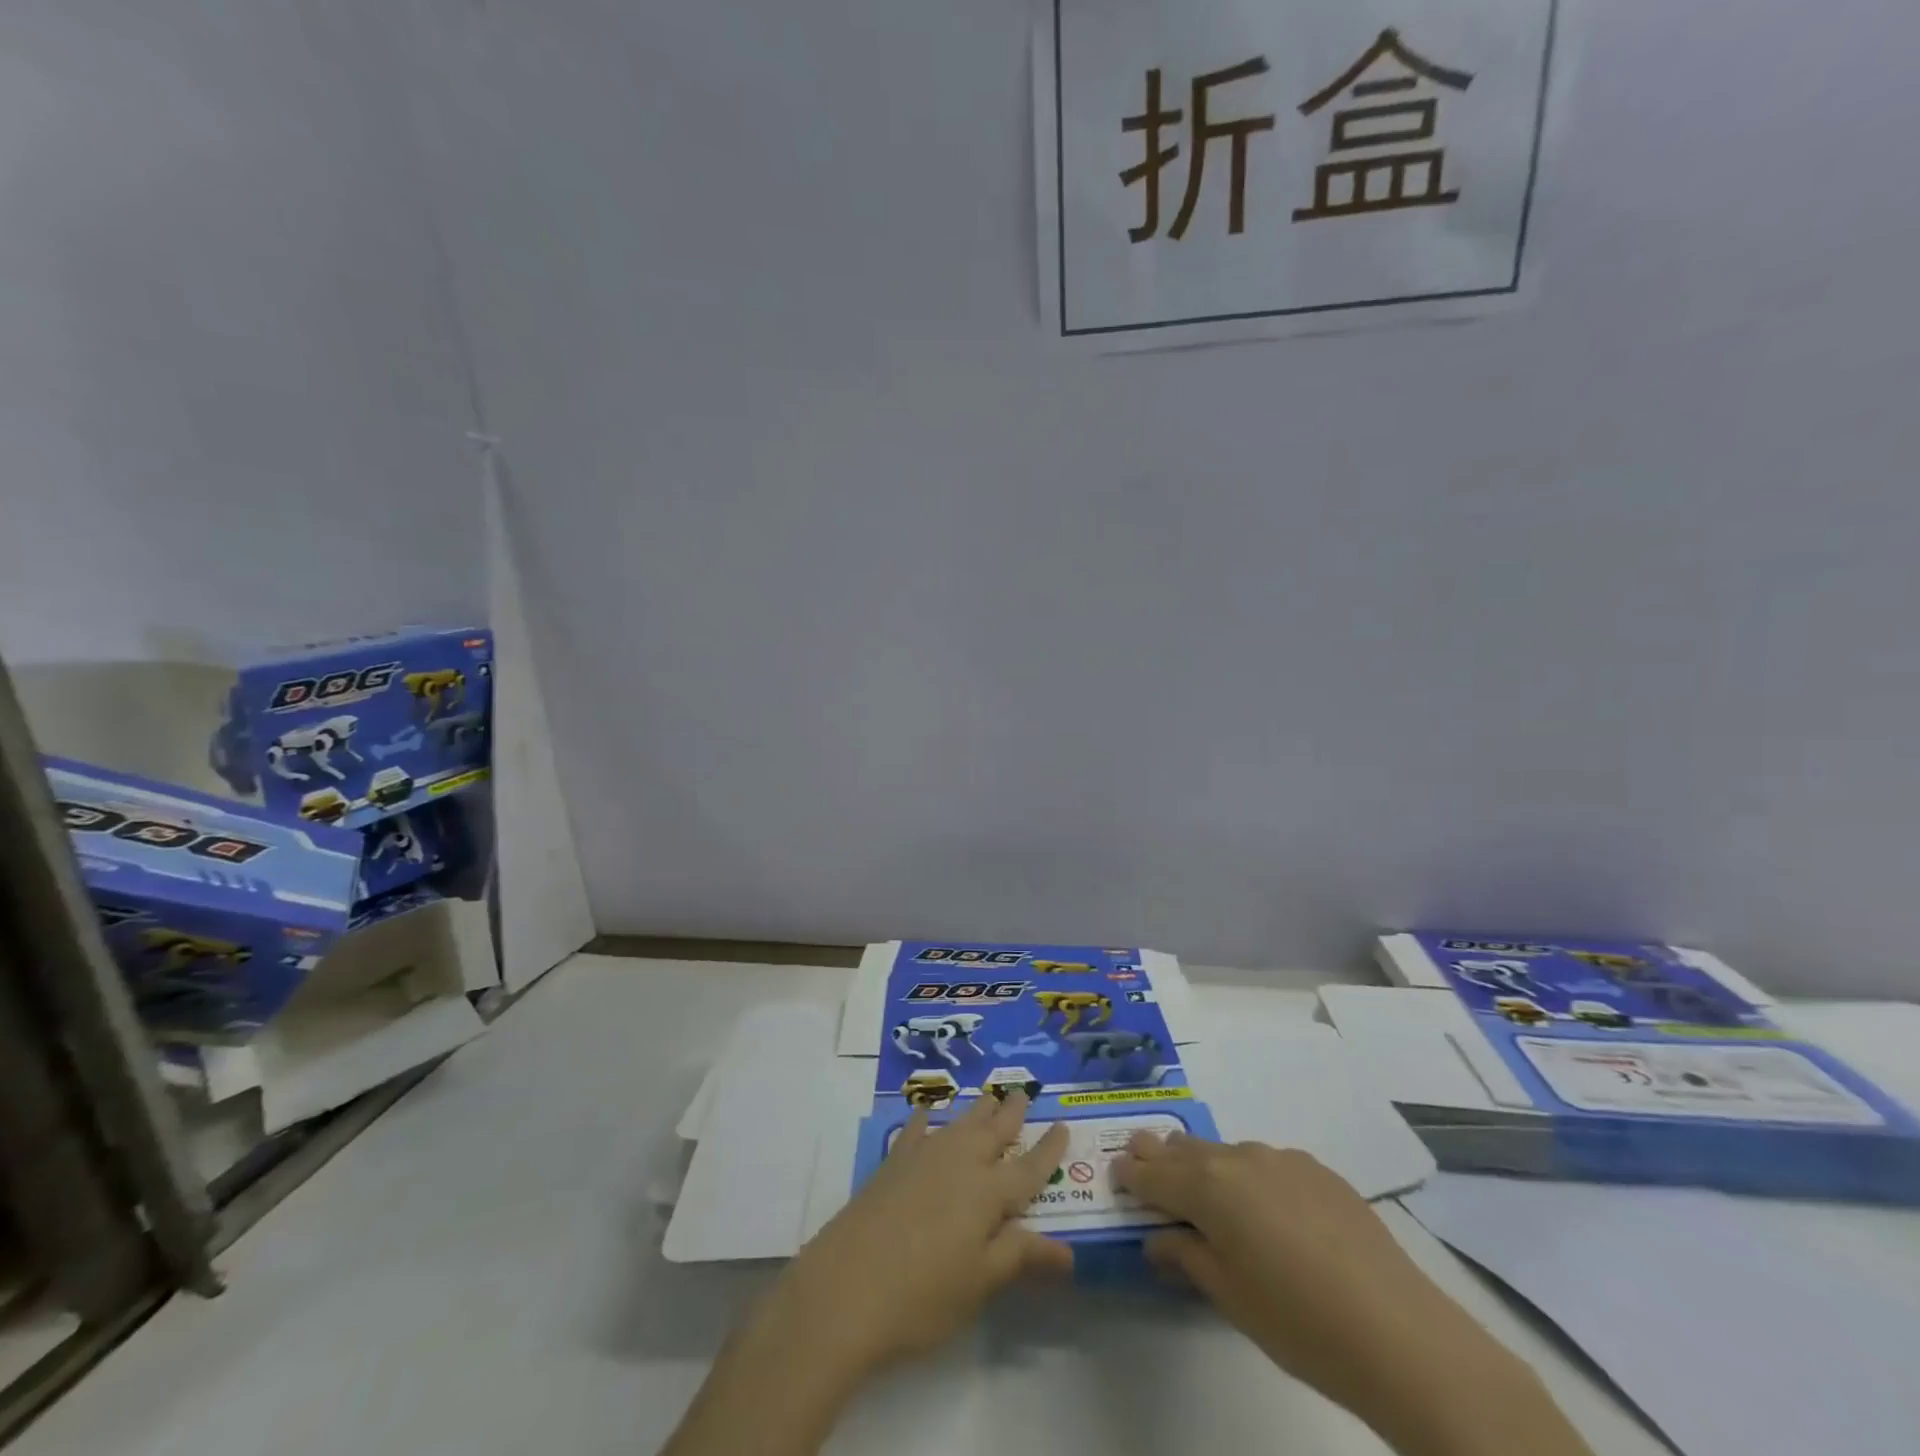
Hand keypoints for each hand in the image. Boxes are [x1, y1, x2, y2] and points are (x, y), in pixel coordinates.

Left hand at [768, 1091, 1071, 1377]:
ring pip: (959, 1124)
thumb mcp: (980, 1283)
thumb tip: (1068, 1251)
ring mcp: (923, 1158)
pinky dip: (925, 1120)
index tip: (1063, 1126)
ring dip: (977, 1111)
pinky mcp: (891, 1164)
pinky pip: (915, 1131)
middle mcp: (959, 1163)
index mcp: (988, 1192)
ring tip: (989, 1096)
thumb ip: (1020, 1257)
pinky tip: (926, 1113)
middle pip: (993, 1131)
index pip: (1028, 1168)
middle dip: (1011, 1112)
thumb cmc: (922, 1295)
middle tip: (1023, 1091)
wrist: (845, 1288)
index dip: (1048, 1150)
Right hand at [1113, 1137, 1593, 1455]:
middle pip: (1185, 1150)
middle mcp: (1239, 1158)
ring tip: (1199, 1182)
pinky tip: (1265, 1207)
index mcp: (1209, 1187)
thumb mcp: (1228, 1296)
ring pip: (1226, 1153)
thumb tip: (1159, 1240)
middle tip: (1140, 1156)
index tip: (1116, 1173)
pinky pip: (1267, 1164)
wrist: (1401, 1336)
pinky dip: (1249, 1175)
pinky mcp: (1319, 1171)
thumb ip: (1186, 1257)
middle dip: (1159, 1154)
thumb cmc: (1298, 1322)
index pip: (1153, 1173)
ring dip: (1205, 1164)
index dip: (1131, 1174)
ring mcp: (1282, 1160)